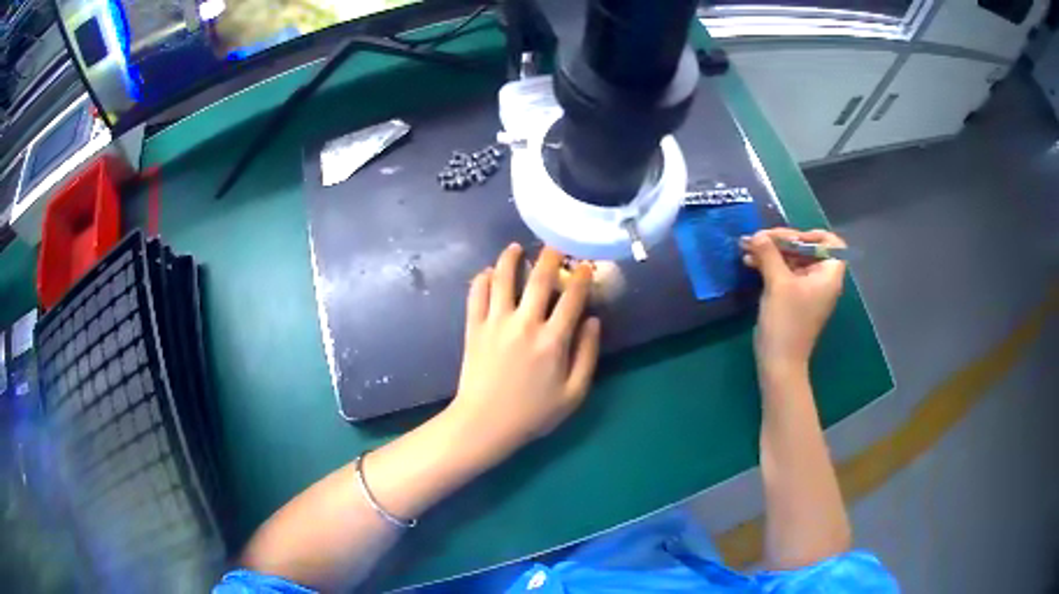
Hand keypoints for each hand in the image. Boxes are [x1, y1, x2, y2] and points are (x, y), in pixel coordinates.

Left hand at [447, 243, 601, 460]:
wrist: (485, 423)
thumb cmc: (533, 413)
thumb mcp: (573, 394)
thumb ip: (588, 355)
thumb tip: (594, 321)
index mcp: (553, 340)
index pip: (572, 298)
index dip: (582, 277)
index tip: (586, 266)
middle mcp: (525, 323)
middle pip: (540, 278)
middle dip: (551, 256)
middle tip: (556, 245)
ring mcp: (496, 323)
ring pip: (503, 279)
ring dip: (511, 258)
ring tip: (516, 247)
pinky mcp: (474, 327)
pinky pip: (477, 295)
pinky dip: (483, 279)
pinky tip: (489, 272)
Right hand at [741, 228, 845, 374]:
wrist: (779, 362)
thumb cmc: (786, 322)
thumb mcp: (778, 284)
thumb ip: (769, 254)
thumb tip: (758, 234)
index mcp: (828, 275)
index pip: (831, 243)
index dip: (812, 235)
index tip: (790, 238)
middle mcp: (821, 279)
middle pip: (806, 248)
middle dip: (782, 241)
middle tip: (758, 238)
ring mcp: (807, 290)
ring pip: (792, 260)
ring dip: (771, 252)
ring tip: (747, 247)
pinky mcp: (793, 298)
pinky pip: (784, 273)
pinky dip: (769, 265)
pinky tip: (749, 261)